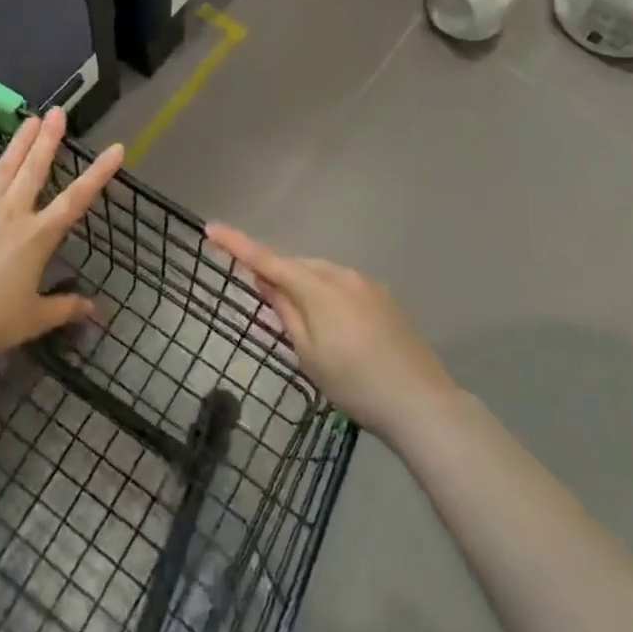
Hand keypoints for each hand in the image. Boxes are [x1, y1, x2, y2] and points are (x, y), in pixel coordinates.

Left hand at [0, 107, 125, 353]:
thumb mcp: (34, 318)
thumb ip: (64, 309)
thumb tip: (95, 310)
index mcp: (39, 236)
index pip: (77, 199)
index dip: (99, 173)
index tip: (116, 148)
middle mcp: (13, 214)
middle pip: (35, 170)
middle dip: (49, 139)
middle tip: (58, 112)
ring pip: (3, 170)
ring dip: (18, 144)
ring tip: (29, 120)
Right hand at [206, 224, 454, 438]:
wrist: (421, 403)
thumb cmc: (354, 384)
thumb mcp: (308, 354)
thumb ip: (285, 312)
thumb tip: (265, 280)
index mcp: (318, 288)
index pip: (267, 260)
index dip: (237, 245)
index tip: (211, 229)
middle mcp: (342, 275)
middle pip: (296, 266)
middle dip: (276, 274)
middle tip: (261, 298)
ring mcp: (367, 284)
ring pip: (321, 274)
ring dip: (303, 286)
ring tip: (301, 322)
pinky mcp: (384, 298)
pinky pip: (342, 285)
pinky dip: (326, 294)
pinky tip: (334, 326)